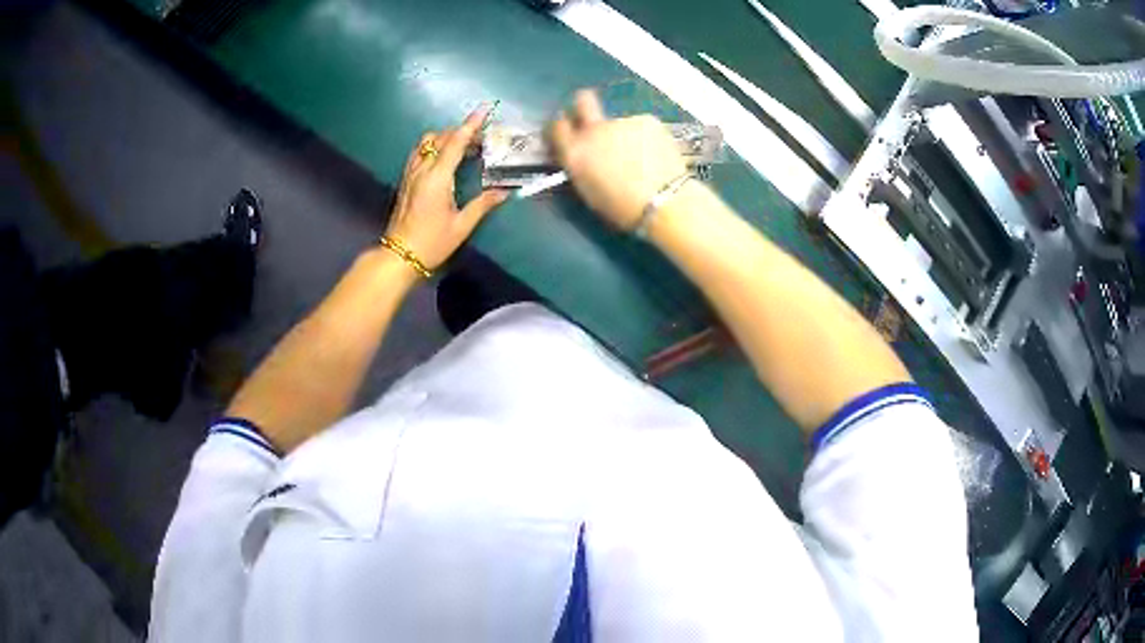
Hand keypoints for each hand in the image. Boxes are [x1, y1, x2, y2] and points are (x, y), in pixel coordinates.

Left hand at [385, 106, 508, 270]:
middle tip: (482, 138)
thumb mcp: (461, 226)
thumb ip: (482, 205)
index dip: (470, 125)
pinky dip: (434, 147)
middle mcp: (422, 169)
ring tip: (464, 147)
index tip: (483, 110)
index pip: (455, 143)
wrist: (399, 256)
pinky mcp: (405, 180)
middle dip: (461, 132)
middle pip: (441, 138)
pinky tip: (444, 158)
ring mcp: (411, 174)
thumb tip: (503, 192)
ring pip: (427, 143)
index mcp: (437, 178)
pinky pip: (419, 153)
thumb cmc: (432, 243)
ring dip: (446, 138)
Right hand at [549, 90, 687, 229]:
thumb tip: (579, 153)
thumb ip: (580, 166)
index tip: (569, 132)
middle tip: (594, 119)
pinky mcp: (646, 119)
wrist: (664, 202)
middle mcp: (593, 130)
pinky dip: (644, 136)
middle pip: (583, 101)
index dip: (561, 127)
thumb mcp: (589, 191)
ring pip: (617, 121)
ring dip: (622, 133)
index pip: (556, 125)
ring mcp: (620, 121)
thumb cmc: (623, 208)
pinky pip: (640, 125)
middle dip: (584, 105)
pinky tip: (655, 154)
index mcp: (575, 152)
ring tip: (639, 156)